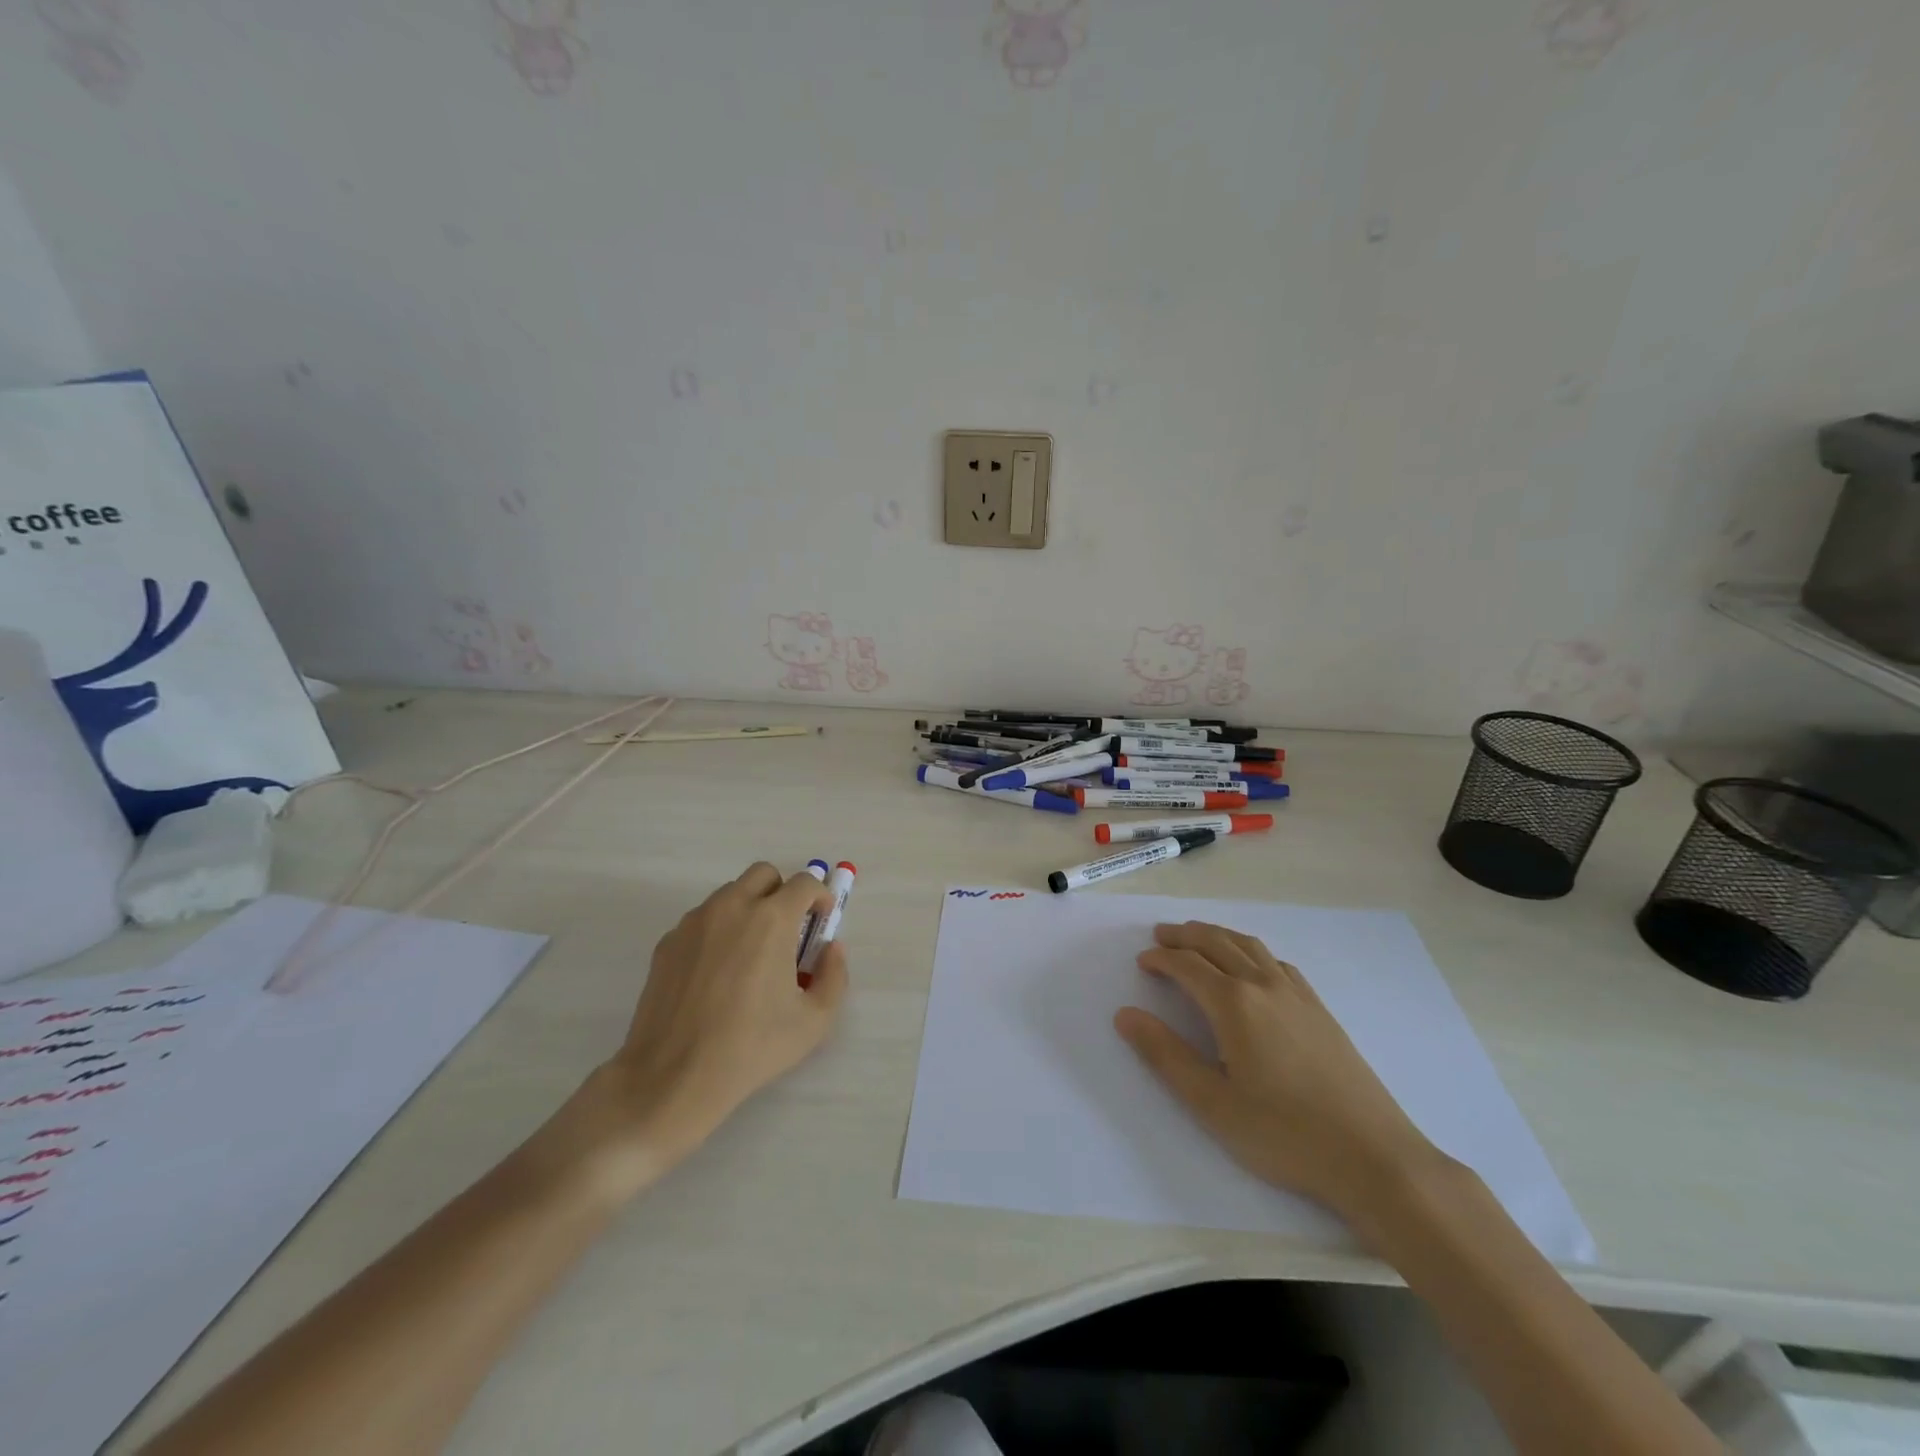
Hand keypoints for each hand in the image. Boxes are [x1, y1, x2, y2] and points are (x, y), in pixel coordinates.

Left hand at [586, 863, 846, 1176]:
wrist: (673, 1077)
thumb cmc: (751, 1047)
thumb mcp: (815, 1021)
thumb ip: (835, 975)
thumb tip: (830, 948)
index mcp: (771, 919)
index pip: (804, 883)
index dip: (820, 897)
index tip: (820, 922)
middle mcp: (732, 907)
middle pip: (764, 874)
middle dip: (782, 893)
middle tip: (788, 931)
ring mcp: (694, 922)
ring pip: (730, 894)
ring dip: (749, 909)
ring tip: (751, 955)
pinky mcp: (668, 942)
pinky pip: (702, 920)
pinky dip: (718, 931)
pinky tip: (717, 974)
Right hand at [1113, 921, 1439, 1221]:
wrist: (1374, 1157)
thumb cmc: (1284, 1134)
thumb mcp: (1211, 1103)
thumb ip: (1165, 1055)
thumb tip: (1125, 1015)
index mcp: (1233, 1004)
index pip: (1187, 965)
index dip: (1161, 959)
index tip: (1143, 961)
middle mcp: (1263, 986)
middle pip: (1217, 943)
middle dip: (1185, 935)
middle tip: (1161, 935)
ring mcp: (1297, 995)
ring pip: (1250, 947)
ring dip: (1218, 936)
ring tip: (1198, 938)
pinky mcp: (1320, 1010)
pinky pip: (1278, 963)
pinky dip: (1252, 952)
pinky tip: (1252, 967)